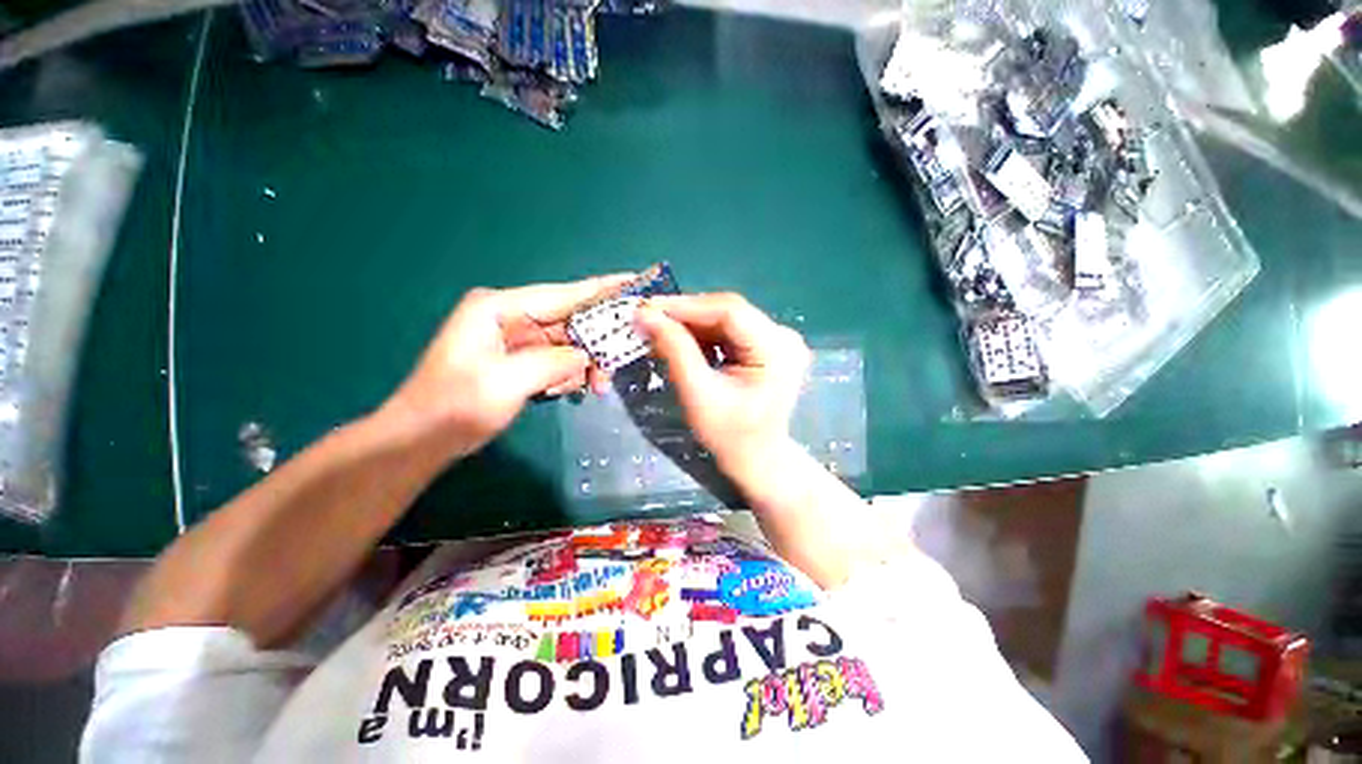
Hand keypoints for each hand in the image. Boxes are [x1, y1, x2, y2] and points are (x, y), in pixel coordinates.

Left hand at [382, 275, 632, 459]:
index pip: (563, 295)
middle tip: (614, 368)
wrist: (423, 438)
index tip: (634, 283)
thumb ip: (553, 363)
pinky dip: (569, 375)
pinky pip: (558, 360)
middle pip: (570, 322)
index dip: (601, 290)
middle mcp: (511, 317)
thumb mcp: (506, 382)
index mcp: (501, 309)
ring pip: (568, 344)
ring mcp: (516, 339)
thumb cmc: (456, 406)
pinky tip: (568, 390)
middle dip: (595, 344)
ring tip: (596, 387)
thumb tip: (586, 357)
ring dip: (584, 365)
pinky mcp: (520, 360)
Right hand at [636, 293, 810, 473]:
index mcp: (777, 350)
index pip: (730, 311)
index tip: (648, 307)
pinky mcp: (768, 345)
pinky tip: (682, 341)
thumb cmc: (730, 436)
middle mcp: (784, 337)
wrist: (758, 459)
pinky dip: (704, 334)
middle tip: (648, 317)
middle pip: (729, 311)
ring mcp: (778, 339)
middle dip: (686, 314)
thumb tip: (645, 314)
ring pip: (727, 318)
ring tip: (660, 330)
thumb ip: (675, 350)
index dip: (687, 306)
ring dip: (692, 324)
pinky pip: (730, 330)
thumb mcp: (698, 394)